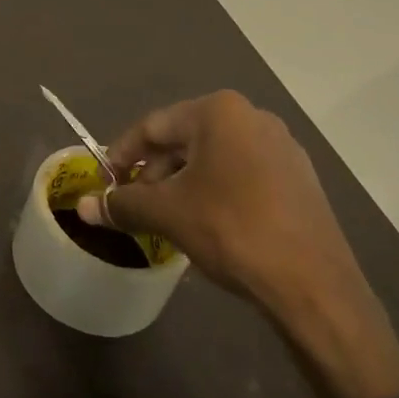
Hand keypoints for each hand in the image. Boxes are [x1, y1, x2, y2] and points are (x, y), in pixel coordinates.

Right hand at [77, 91, 398, 397]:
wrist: (314, 285)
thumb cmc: (232, 230)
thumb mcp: (167, 214)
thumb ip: (123, 204)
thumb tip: (84, 208)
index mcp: (219, 112)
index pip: (152, 126)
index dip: (122, 155)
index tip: (106, 183)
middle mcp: (253, 117)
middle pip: (184, 138)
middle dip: (155, 171)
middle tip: (136, 203)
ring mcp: (282, 146)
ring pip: (214, 157)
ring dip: (184, 182)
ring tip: (168, 217)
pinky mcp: (299, 177)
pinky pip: (243, 173)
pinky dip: (216, 190)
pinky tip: (208, 223)